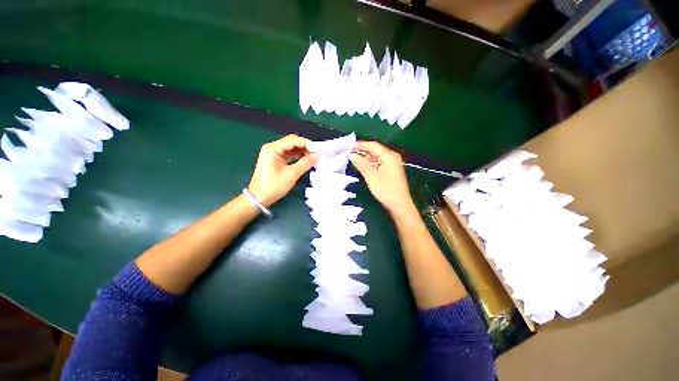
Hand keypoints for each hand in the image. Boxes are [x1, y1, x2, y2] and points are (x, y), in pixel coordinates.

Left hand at [248, 134, 316, 206]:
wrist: (259, 198)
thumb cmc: (273, 186)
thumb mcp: (291, 175)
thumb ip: (305, 163)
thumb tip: (316, 156)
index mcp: (272, 149)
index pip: (293, 140)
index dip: (306, 143)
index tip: (317, 149)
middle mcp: (272, 148)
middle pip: (292, 142)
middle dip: (305, 146)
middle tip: (316, 153)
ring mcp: (273, 154)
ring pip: (291, 148)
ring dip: (302, 151)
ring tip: (313, 157)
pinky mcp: (276, 160)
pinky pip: (289, 154)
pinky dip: (298, 156)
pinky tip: (306, 160)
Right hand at [350, 141, 415, 215]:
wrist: (399, 205)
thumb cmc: (386, 190)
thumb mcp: (371, 176)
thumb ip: (361, 164)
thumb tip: (352, 155)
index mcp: (389, 156)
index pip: (373, 145)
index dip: (361, 145)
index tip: (349, 146)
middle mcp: (392, 157)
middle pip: (376, 150)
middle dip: (363, 151)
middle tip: (350, 153)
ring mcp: (393, 164)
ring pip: (377, 157)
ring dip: (367, 158)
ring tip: (355, 159)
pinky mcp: (392, 171)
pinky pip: (380, 163)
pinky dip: (371, 164)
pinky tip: (364, 166)